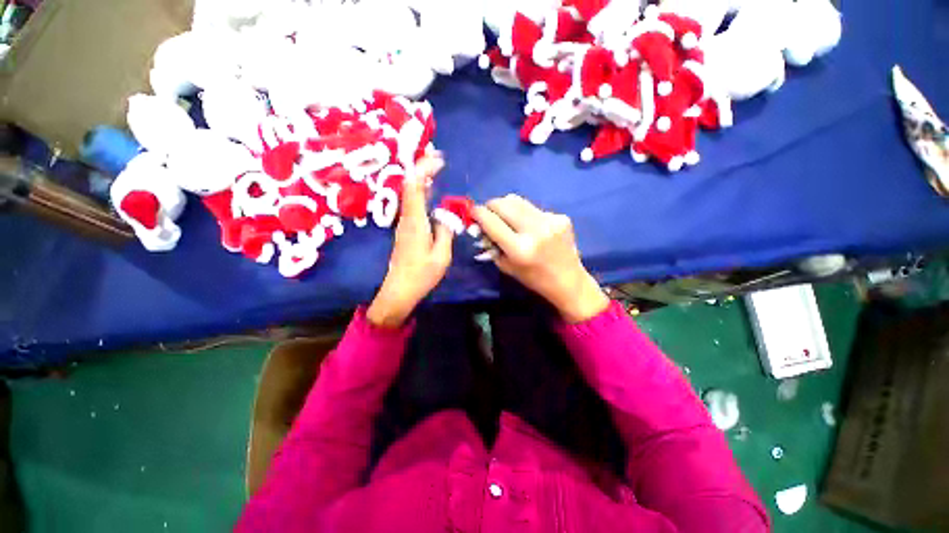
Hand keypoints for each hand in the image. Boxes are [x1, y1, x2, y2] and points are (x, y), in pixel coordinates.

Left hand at [367, 155, 453, 327]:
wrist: (400, 290)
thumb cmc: (421, 275)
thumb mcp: (441, 256)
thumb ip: (445, 233)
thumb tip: (445, 216)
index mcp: (415, 222)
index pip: (414, 187)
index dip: (423, 169)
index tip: (438, 159)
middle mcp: (406, 218)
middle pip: (409, 186)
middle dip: (421, 167)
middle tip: (436, 155)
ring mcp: (404, 224)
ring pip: (410, 193)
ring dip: (421, 177)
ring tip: (434, 167)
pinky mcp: (406, 230)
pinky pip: (412, 204)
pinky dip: (421, 191)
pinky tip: (429, 191)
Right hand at [473, 195, 608, 322]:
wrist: (568, 281)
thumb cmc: (534, 279)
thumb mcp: (506, 266)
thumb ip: (492, 245)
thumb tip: (480, 225)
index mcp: (519, 249)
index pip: (491, 221)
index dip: (478, 213)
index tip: (473, 213)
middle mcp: (535, 231)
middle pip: (504, 203)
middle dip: (490, 206)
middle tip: (488, 214)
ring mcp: (550, 221)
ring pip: (518, 200)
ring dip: (506, 206)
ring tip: (507, 218)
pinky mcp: (560, 217)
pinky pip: (533, 208)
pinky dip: (524, 214)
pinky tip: (530, 226)